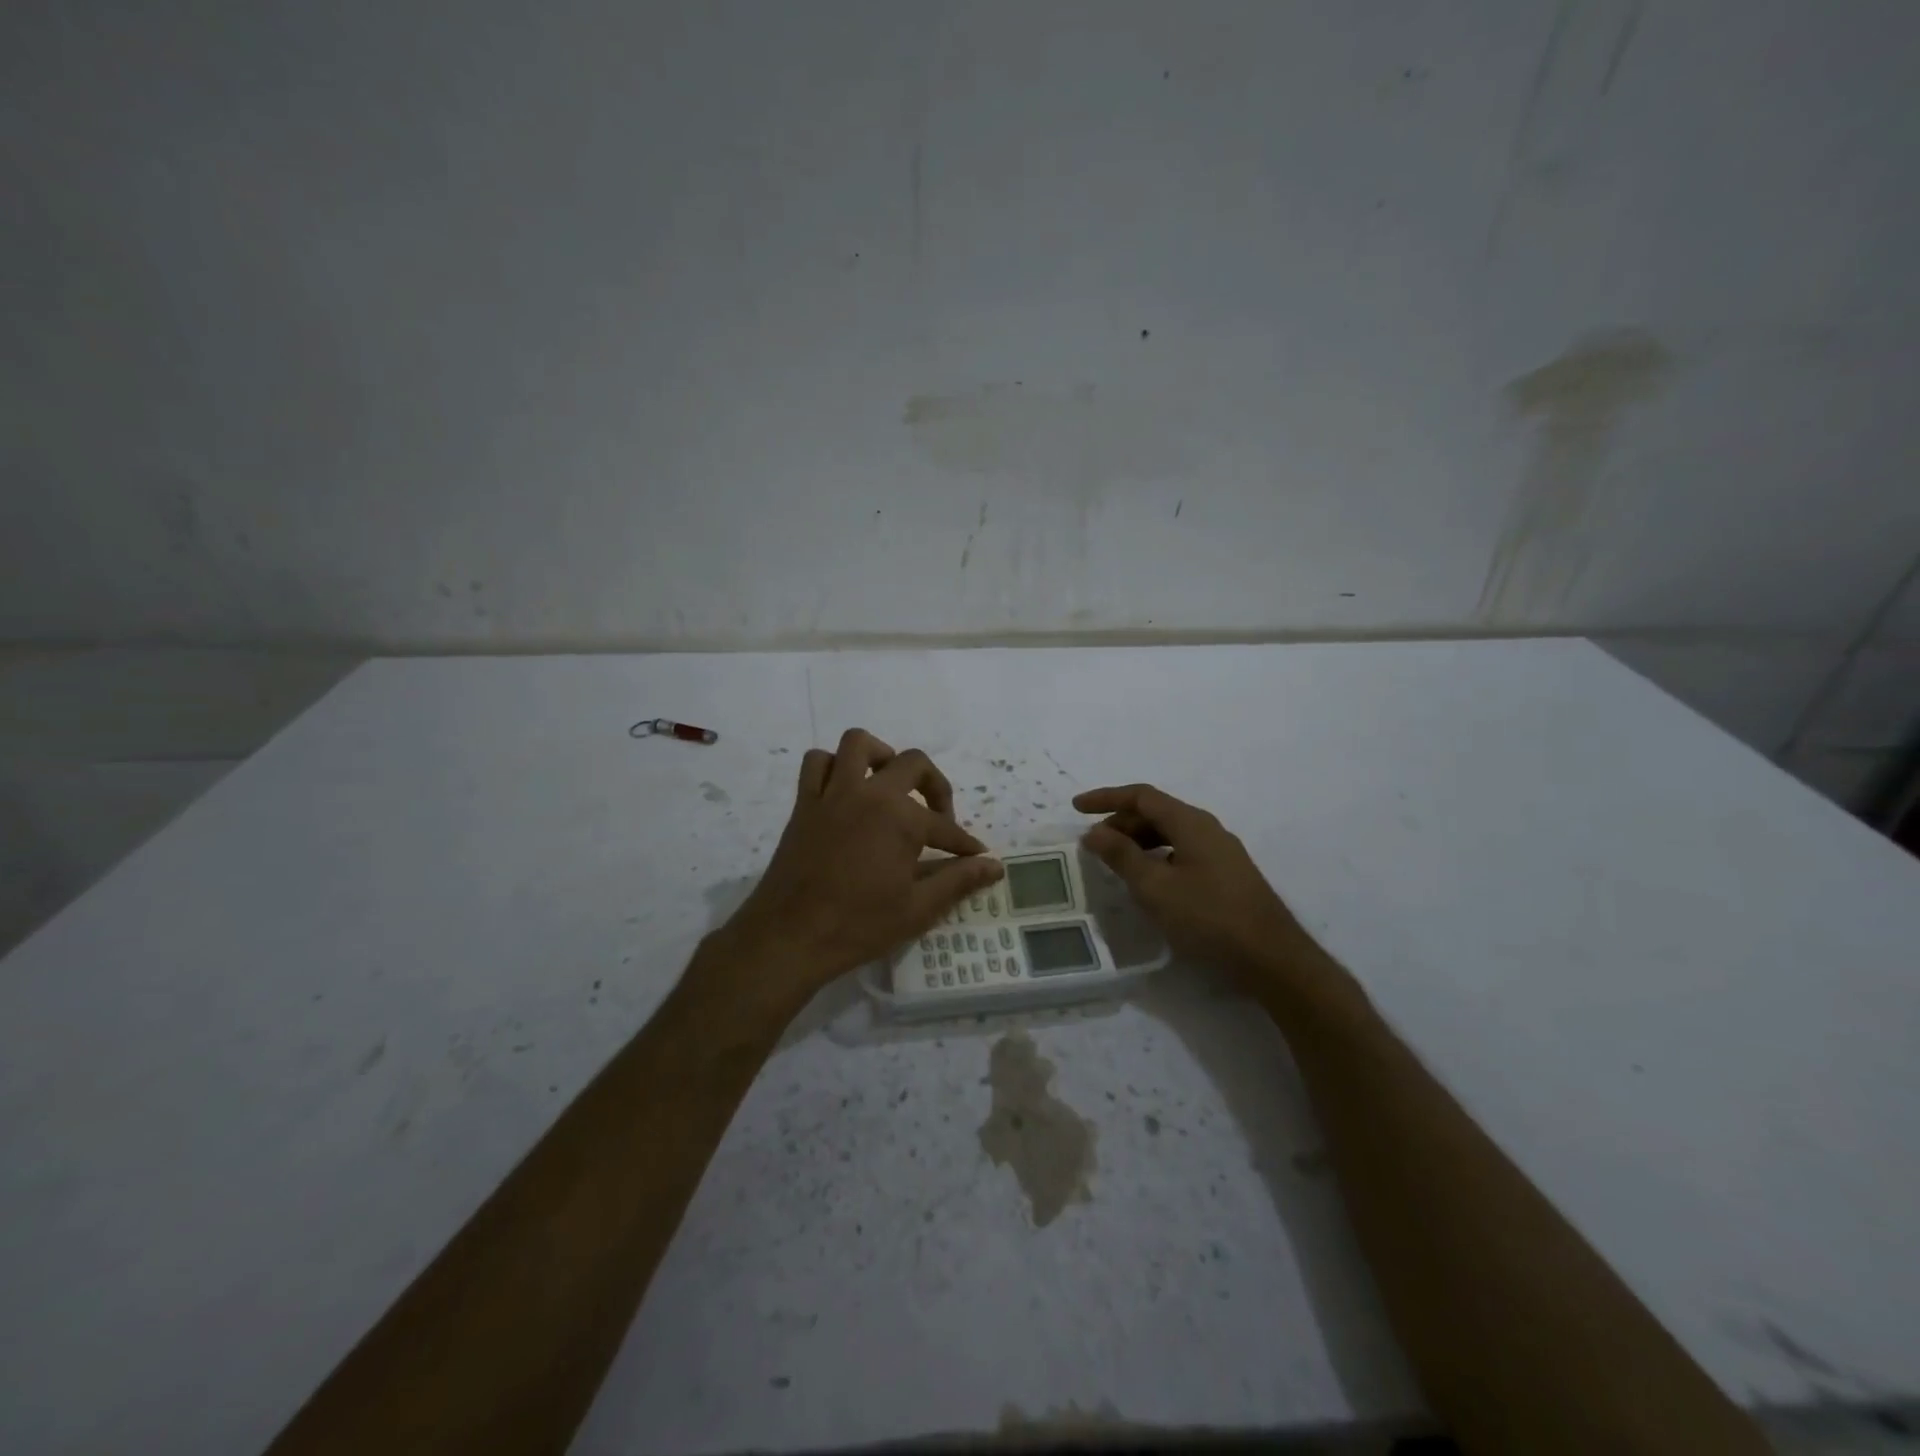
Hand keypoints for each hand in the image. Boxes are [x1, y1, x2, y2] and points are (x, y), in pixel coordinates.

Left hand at [717, 730, 1003, 1002]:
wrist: (789, 938)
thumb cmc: (858, 926)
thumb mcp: (917, 909)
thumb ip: (958, 881)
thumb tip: (995, 866)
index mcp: (901, 818)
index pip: (944, 826)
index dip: (964, 843)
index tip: (975, 855)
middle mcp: (869, 793)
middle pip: (912, 763)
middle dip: (934, 786)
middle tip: (937, 818)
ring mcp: (833, 793)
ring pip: (858, 744)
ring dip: (881, 757)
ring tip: (890, 786)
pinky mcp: (805, 804)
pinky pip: (817, 764)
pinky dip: (834, 767)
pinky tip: (846, 792)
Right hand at [1075, 783, 1311, 980]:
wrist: (1272, 959)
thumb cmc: (1209, 918)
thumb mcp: (1155, 887)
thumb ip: (1121, 856)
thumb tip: (1094, 832)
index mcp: (1191, 823)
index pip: (1142, 796)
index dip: (1106, 798)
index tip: (1076, 807)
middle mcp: (1207, 829)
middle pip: (1156, 813)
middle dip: (1121, 823)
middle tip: (1093, 845)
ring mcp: (1220, 853)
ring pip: (1170, 835)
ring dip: (1138, 842)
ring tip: (1115, 864)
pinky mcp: (1226, 876)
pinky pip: (1182, 854)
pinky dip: (1156, 859)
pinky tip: (1148, 884)